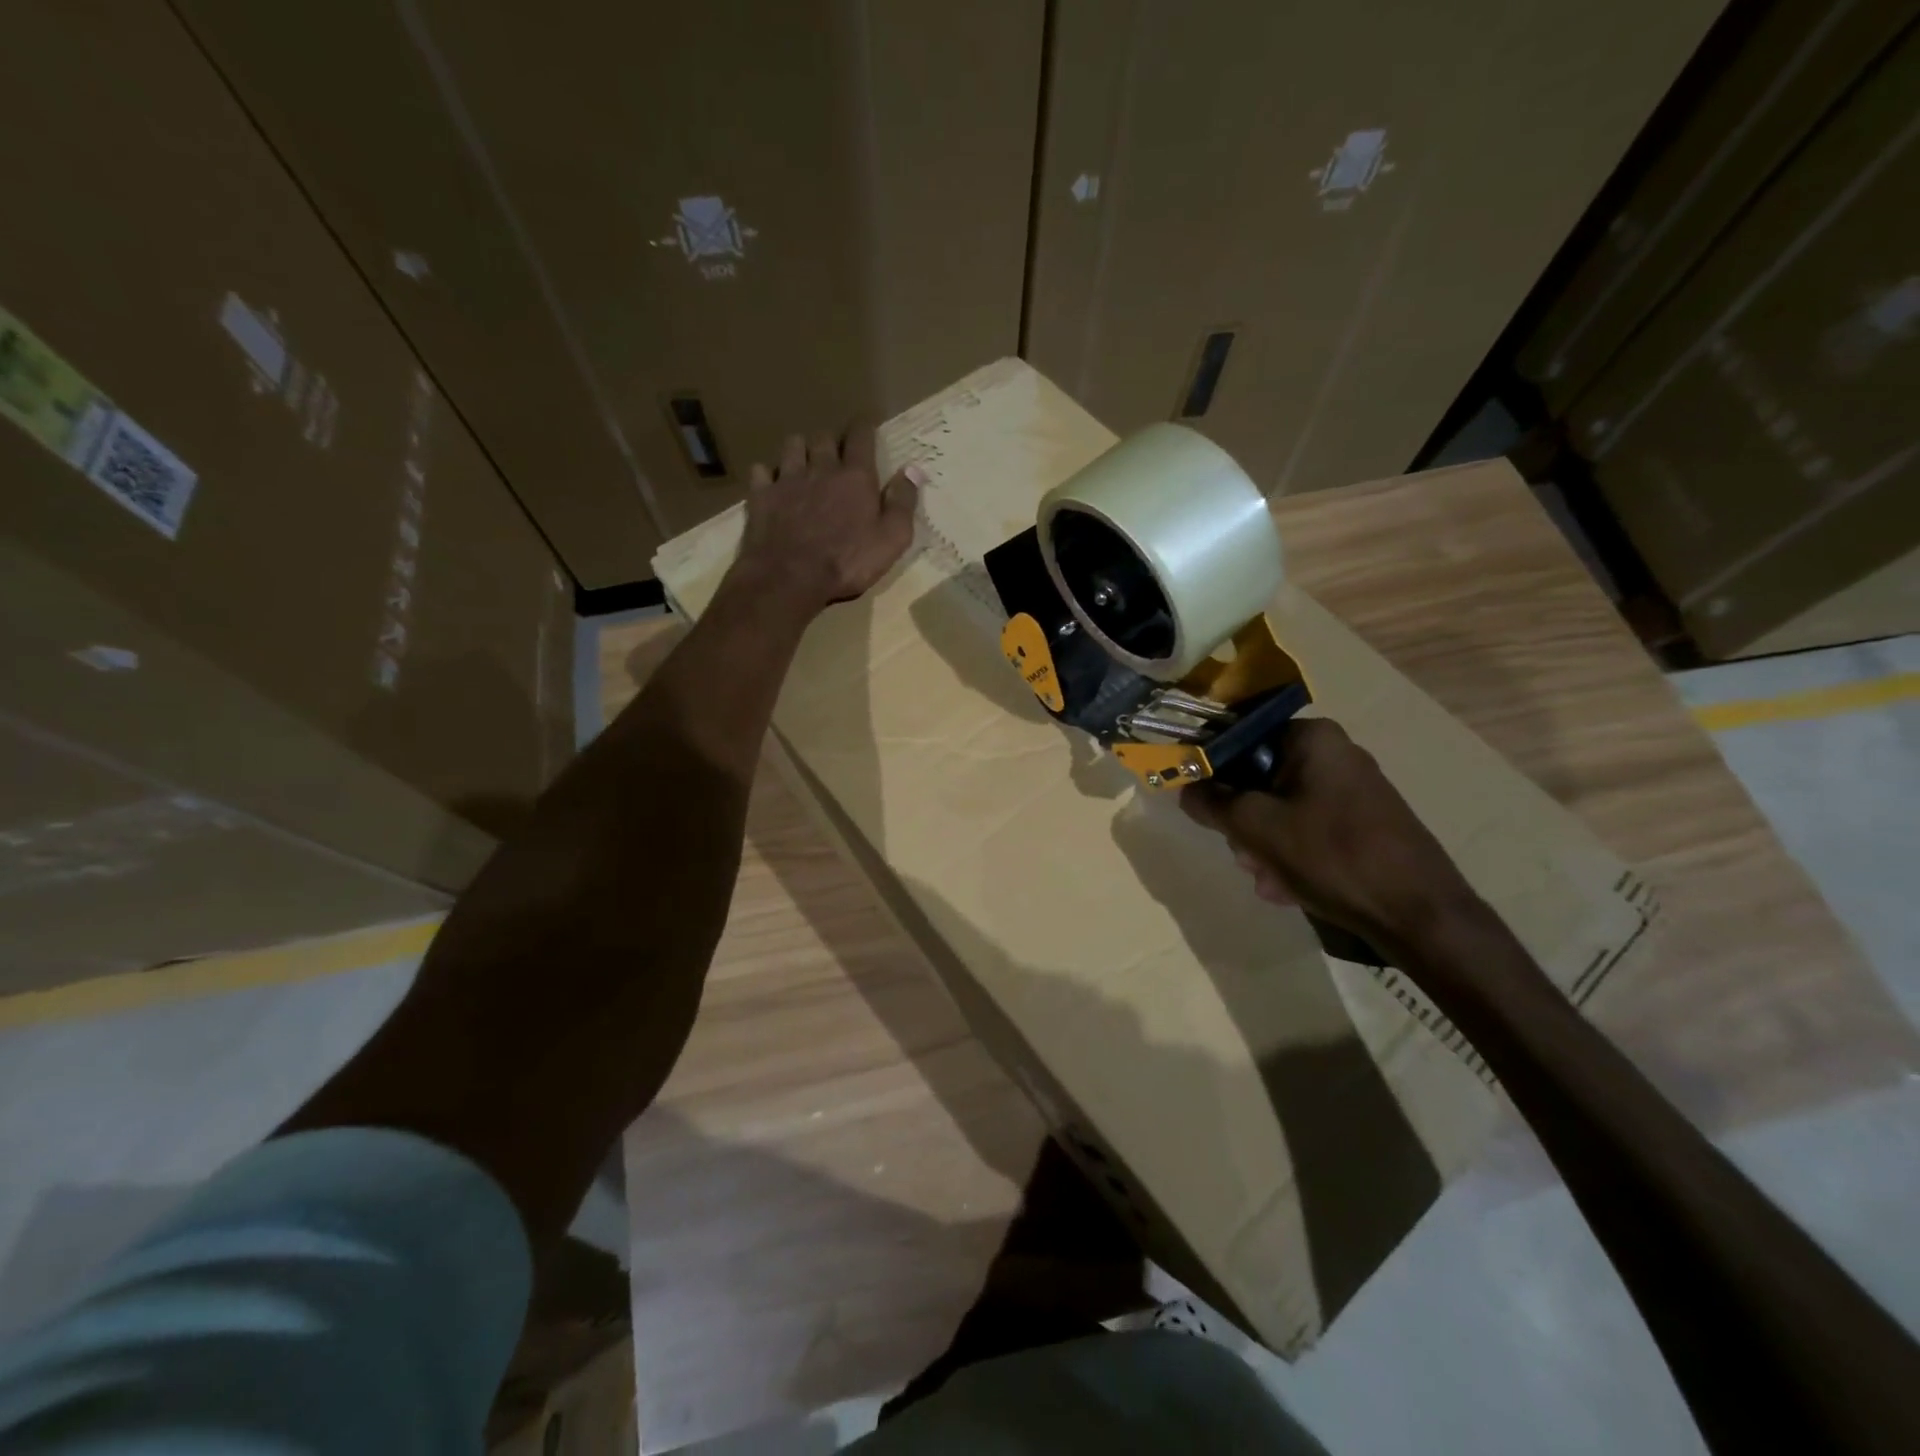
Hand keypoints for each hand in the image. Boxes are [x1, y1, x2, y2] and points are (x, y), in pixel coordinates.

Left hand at [733, 421, 921, 614]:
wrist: (790, 577)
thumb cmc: (847, 562)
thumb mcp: (891, 540)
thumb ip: (903, 504)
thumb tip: (913, 469)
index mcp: (855, 477)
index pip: (861, 437)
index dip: (865, 428)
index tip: (867, 428)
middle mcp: (821, 468)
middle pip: (824, 437)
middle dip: (831, 441)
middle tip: (835, 454)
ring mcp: (787, 479)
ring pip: (792, 445)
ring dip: (799, 449)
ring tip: (803, 462)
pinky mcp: (761, 496)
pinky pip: (761, 471)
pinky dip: (768, 473)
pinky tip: (771, 484)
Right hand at [1180, 717, 1483, 946]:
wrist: (1420, 914)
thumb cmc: (1332, 856)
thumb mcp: (1256, 828)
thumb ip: (1212, 802)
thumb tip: (1185, 787)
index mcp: (1312, 738)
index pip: (1243, 740)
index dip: (1216, 773)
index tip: (1206, 808)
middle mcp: (1335, 753)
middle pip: (1261, 778)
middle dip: (1244, 821)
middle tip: (1244, 855)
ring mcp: (1353, 789)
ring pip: (1282, 809)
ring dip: (1264, 845)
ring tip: (1268, 881)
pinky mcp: (1364, 822)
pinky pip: (1308, 828)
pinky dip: (1292, 854)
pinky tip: (1289, 888)